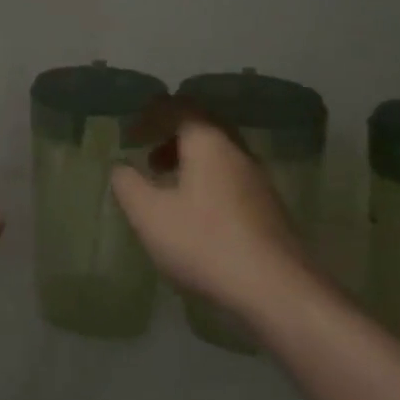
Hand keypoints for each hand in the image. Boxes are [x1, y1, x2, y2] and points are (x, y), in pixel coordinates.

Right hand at [110, 98, 311, 322]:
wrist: (278, 292)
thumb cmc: (206, 243)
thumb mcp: (150, 215)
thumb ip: (128, 185)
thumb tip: (121, 168)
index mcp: (208, 140)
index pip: (176, 107)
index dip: (149, 116)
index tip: (129, 136)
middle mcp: (236, 150)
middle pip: (200, 126)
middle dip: (169, 135)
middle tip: (146, 155)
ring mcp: (257, 179)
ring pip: (217, 153)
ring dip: (188, 160)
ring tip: (165, 185)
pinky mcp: (268, 208)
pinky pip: (229, 177)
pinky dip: (205, 181)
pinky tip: (194, 213)